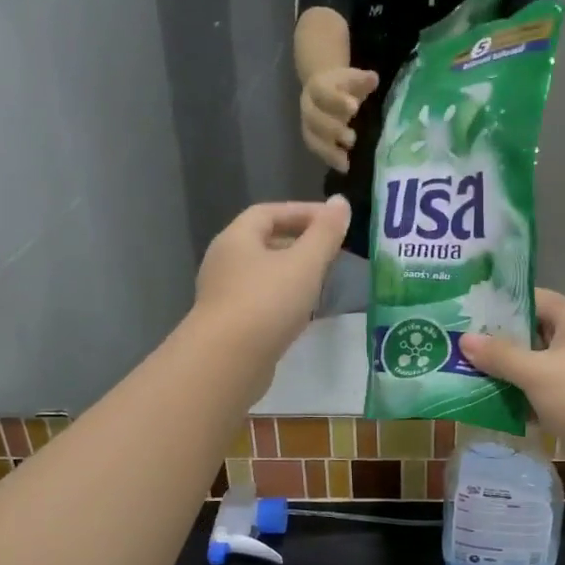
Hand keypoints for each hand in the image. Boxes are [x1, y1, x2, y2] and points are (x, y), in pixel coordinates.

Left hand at [192, 198, 350, 383]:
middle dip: (300, 242)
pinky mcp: (231, 325)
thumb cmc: (267, 303)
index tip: (335, 221)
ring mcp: (224, 295)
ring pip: (264, 274)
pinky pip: (261, 301)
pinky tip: (304, 312)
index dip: (303, 211)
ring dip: (293, 273)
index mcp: (237, 238)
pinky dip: (285, 299)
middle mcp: (225, 261)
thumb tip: (341, 202)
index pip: (269, 212)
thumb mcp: (305, 264)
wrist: (227, 362)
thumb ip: (325, 233)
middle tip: (332, 251)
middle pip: (264, 242)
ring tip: (323, 280)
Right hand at [300, 67, 377, 172]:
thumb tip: (373, 78)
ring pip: (313, 138)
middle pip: (315, 119)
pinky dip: (330, 159)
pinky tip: (345, 167)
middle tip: (352, 138)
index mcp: (317, 87)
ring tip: (347, 159)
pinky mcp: (311, 139)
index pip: (323, 93)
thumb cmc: (342, 86)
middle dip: (333, 129)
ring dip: (329, 150)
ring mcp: (308, 124)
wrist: (323, 89)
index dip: (337, 101)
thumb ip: (362, 80)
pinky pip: (317, 150)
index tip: (354, 107)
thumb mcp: (352, 80)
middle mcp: (308, 106)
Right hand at [460, 289, 564, 483]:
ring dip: (504, 373)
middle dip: (496, 342)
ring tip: (462, 372)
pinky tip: (485, 403)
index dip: (501, 304)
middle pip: (531, 334)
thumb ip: (500, 355)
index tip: (466, 312)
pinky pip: (539, 393)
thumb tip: (465, 339)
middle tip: (456, 344)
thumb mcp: (537, 372)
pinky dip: (517, 398)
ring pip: (533, 366)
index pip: (534, 300)